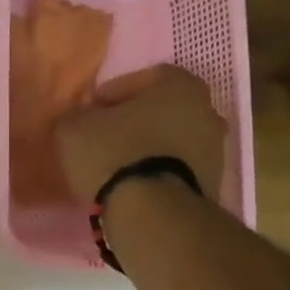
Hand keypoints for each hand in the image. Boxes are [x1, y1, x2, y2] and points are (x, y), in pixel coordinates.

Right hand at [54, 64, 225, 205]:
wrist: (152, 213)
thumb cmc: (114, 154)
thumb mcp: (74, 127)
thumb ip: (79, 114)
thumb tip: (83, 117)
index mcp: (180, 86)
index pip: (146, 77)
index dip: (115, 91)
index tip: (94, 108)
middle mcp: (207, 111)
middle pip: (164, 109)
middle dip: (136, 120)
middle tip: (106, 134)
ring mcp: (215, 150)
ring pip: (173, 140)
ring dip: (149, 147)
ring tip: (117, 164)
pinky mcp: (212, 184)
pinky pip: (177, 168)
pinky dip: (158, 170)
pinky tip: (133, 184)